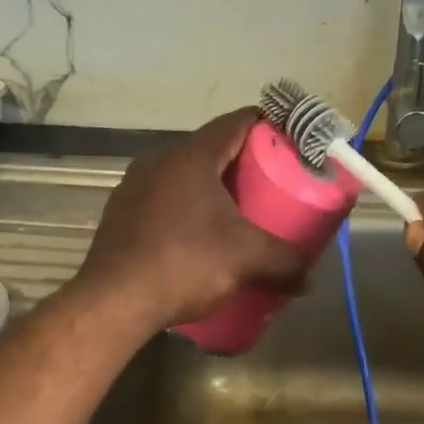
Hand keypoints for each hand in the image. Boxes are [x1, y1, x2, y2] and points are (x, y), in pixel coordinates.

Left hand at [74, 109, 308, 331]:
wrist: (114, 301)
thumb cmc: (185, 263)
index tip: (288, 140)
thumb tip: (308, 280)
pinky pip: (162, 200)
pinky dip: (185, 209)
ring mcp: (133, 187)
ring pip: (182, 176)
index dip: (266, 126)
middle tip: (270, 181)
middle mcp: (158, 161)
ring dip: (210, 188)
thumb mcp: (245, 259)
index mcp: (190, 156)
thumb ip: (284, 262)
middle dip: (241, 163)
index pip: (236, 122)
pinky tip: (197, 236)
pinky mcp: (120, 215)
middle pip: (209, 149)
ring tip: (237, 211)